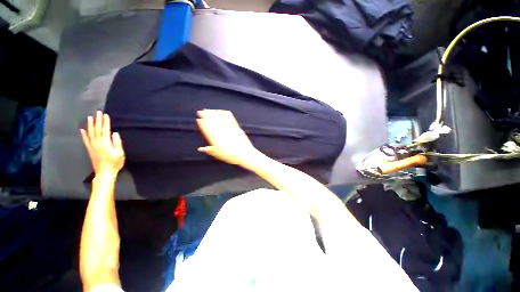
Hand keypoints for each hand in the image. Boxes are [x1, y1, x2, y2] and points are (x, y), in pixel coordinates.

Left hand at [80, 111, 124, 176]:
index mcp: (105, 143)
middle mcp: (97, 143)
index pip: (105, 130)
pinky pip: (86, 140)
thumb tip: (114, 133)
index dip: (105, 122)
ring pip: (90, 133)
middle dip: (98, 120)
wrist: (104, 173)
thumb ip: (117, 143)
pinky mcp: (90, 150)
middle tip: (98, 112)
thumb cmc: (115, 163)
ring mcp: (92, 146)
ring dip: (90, 125)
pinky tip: (82, 130)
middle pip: (97, 130)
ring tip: (90, 117)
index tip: (106, 115)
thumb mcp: (120, 153)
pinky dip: (84, 135)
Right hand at [197, 110, 261, 165]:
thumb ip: (209, 150)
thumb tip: (200, 149)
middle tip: (202, 111)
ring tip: (210, 110)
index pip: (207, 129)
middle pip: (212, 122)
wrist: (244, 154)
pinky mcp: (236, 128)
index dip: (202, 124)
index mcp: (216, 140)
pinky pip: (230, 119)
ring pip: (220, 119)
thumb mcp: (218, 154)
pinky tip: (224, 111)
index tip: (198, 119)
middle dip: (206, 115)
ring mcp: (229, 130)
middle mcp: (221, 133)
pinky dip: (226, 115)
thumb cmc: (231, 156)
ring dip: (215, 113)